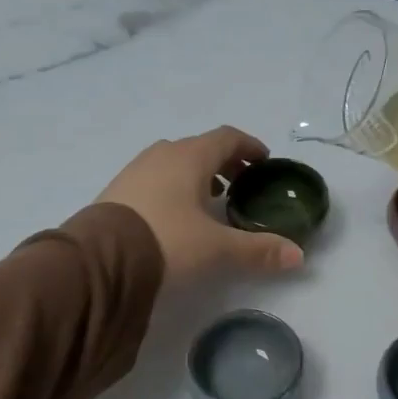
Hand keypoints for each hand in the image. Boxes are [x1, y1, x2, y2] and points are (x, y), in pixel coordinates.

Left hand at [97, 127, 304, 283]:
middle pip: (201, 148)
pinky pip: (155, 178)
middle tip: (241, 183)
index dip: (249, 147)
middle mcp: (162, 154)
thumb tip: (298, 256)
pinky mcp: (117, 190)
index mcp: (190, 157)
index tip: (264, 161)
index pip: (227, 138)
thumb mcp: (217, 248)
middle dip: (225, 162)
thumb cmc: (167, 241)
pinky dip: (174, 186)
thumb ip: (258, 250)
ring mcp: (135, 170)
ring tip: (211, 199)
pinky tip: (176, 214)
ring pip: (175, 162)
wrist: (99, 261)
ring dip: (197, 174)